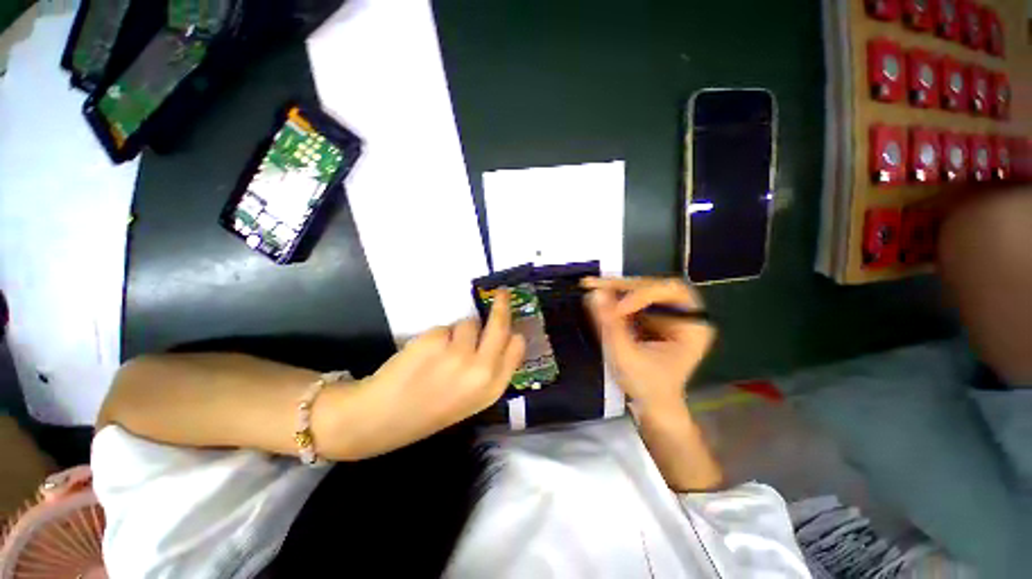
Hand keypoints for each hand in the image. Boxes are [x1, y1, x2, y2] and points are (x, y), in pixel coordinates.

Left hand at [343, 291, 525, 458]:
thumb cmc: (430, 409)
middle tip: (501, 293)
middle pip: (500, 325)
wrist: (383, 418)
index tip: (510, 324)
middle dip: (502, 306)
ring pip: (469, 324)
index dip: (513, 333)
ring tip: (440, 353)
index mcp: (492, 387)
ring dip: (459, 332)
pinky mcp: (436, 340)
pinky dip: (438, 336)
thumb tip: (500, 337)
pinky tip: (424, 355)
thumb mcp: (472, 398)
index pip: (517, 347)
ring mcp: (458, 354)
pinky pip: (445, 327)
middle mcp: (481, 370)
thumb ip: (490, 369)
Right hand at [583, 277, 714, 412]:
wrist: (652, 406)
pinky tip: (597, 295)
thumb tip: (594, 294)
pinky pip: (633, 299)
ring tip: (590, 285)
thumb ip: (611, 325)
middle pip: (654, 285)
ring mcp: (667, 315)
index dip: (642, 295)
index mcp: (693, 325)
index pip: (671, 292)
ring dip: (615, 288)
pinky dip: (614, 297)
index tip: (616, 309)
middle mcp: (683, 314)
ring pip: (642, 289)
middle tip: (595, 285)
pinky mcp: (652, 317)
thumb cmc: (647, 386)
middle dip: (624, 285)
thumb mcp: (627, 357)